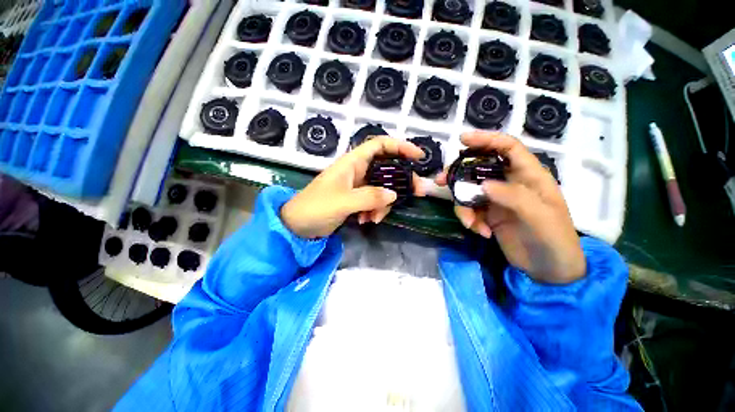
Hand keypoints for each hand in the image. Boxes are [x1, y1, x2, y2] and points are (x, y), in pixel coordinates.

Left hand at [281, 137, 425, 238]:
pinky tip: (366, 221)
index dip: (401, 147)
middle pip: (387, 169)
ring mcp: (358, 186)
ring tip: (374, 218)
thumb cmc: (316, 207)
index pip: (380, 145)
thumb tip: (394, 195)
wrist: (298, 226)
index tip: (419, 157)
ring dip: (384, 204)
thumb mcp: (343, 202)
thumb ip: (369, 197)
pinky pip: (375, 201)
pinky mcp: (357, 199)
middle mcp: (357, 170)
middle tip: (418, 193)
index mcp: (352, 162)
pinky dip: (375, 211)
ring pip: (383, 188)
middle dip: (402, 181)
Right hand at [436, 131, 585, 283]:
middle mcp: (509, 183)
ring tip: (470, 224)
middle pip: (478, 168)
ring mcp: (496, 199)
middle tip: (441, 182)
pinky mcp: (487, 214)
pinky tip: (480, 232)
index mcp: (529, 175)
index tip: (463, 139)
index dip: (486, 139)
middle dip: (458, 174)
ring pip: (468, 191)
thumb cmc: (554, 240)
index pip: (508, 148)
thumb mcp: (540, 217)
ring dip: (463, 207)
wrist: (548, 270)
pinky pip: (469, 209)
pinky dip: (469, 219)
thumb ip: (513, 197)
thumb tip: (482, 184)